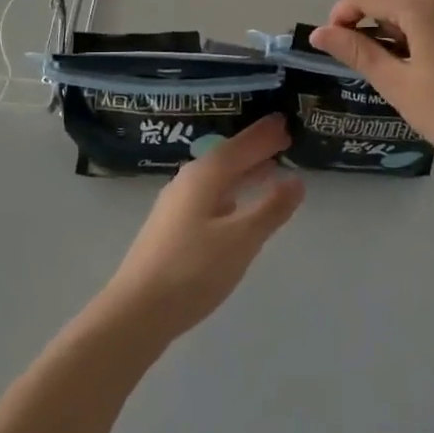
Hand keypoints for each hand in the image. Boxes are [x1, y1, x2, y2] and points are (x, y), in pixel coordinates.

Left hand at [92, 117, 303, 345]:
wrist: (136, 312)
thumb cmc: (192, 270)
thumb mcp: (241, 239)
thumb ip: (270, 208)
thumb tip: (296, 180)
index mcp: (204, 176)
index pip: (241, 146)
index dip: (264, 135)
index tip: (286, 121)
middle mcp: (188, 183)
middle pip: (227, 158)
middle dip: (255, 149)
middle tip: (282, 139)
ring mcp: (176, 206)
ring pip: (217, 178)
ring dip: (243, 171)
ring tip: (267, 168)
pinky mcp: (172, 229)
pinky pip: (210, 196)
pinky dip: (231, 192)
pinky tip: (236, 205)